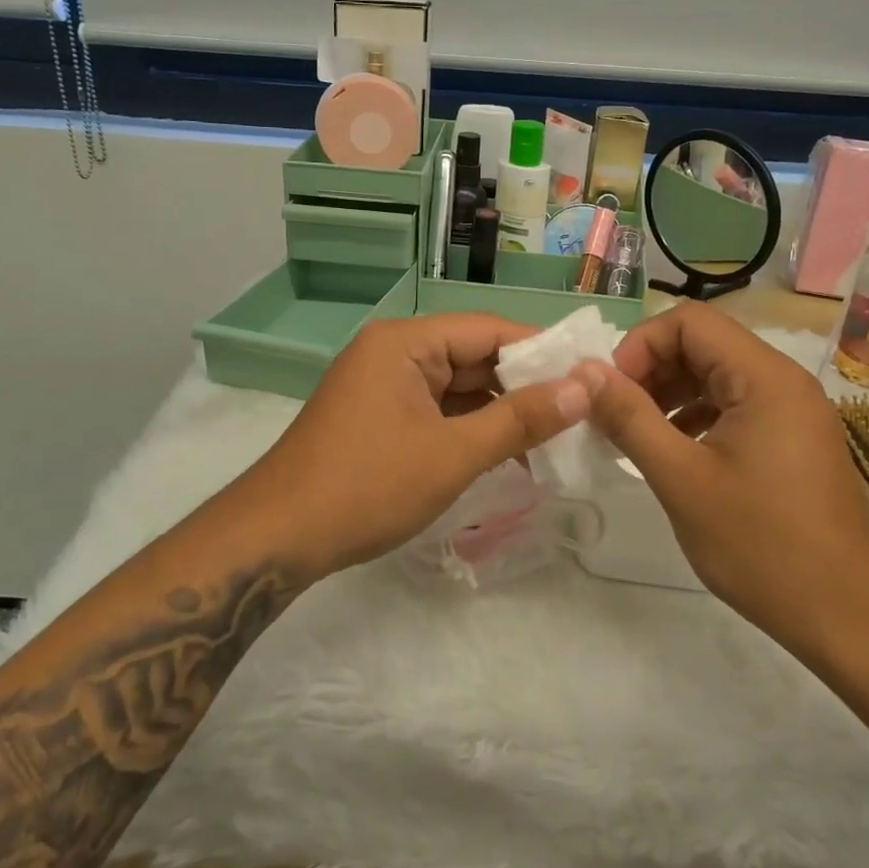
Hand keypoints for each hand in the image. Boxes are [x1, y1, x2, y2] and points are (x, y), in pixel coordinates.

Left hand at [219, 314, 592, 577]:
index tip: (590, 376)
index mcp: (405, 342)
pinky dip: (470, 429)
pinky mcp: (379, 416)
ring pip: (458, 387)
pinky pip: (437, 410)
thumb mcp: (453, 454)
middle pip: (474, 356)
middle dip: (525, 385)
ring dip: (500, 411)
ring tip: (555, 439)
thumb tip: (585, 386)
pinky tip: (508, 454)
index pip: (489, 329)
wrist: (278, 538)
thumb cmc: (367, 487)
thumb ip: (521, 419)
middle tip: (581, 414)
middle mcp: (393, 352)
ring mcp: (383, 385)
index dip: (543, 350)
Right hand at [575, 301, 868, 656]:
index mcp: (764, 377)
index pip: (689, 321)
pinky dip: (696, 417)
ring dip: (670, 395)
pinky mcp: (794, 440)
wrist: (846, 615)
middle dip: (651, 371)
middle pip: (703, 344)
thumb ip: (629, 418)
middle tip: (616, 417)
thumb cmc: (760, 544)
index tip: (612, 393)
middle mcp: (784, 381)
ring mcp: (794, 411)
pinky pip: (735, 406)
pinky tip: (675, 452)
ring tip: (637, 436)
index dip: (640, 346)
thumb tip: (585, 373)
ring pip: (717, 375)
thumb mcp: (680, 478)